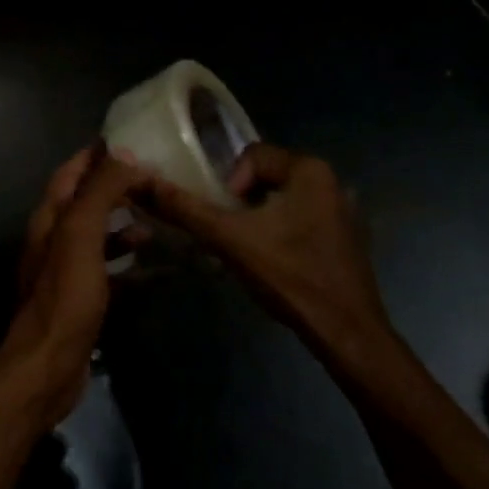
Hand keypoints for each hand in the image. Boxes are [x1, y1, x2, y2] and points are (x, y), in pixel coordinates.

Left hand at [0, 146, 147, 427]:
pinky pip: (107, 270)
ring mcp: (66, 271)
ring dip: (123, 224)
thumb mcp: (81, 236)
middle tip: (153, 178)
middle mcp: (54, 240)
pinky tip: (154, 267)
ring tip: (156, 219)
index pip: (70, 173)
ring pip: (97, 236)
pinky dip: (128, 263)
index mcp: (50, 219)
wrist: (47, 366)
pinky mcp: (81, 299)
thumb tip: (124, 155)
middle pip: (85, 202)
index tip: (129, 140)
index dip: (95, 155)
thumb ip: (100, 193)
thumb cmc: (64, 297)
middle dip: (115, 187)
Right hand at [134, 142, 397, 366]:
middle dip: (241, 205)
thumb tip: (142, 183)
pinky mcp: (346, 237)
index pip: (251, 156)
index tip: (226, 220)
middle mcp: (332, 181)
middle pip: (265, 178)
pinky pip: (301, 220)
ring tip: (246, 253)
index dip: (228, 186)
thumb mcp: (229, 239)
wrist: (345, 332)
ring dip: (258, 220)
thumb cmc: (289, 276)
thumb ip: (185, 209)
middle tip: (229, 237)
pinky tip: (274, 264)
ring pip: (282, 201)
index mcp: (310, 170)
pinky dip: (280, 234)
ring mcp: (343, 210)